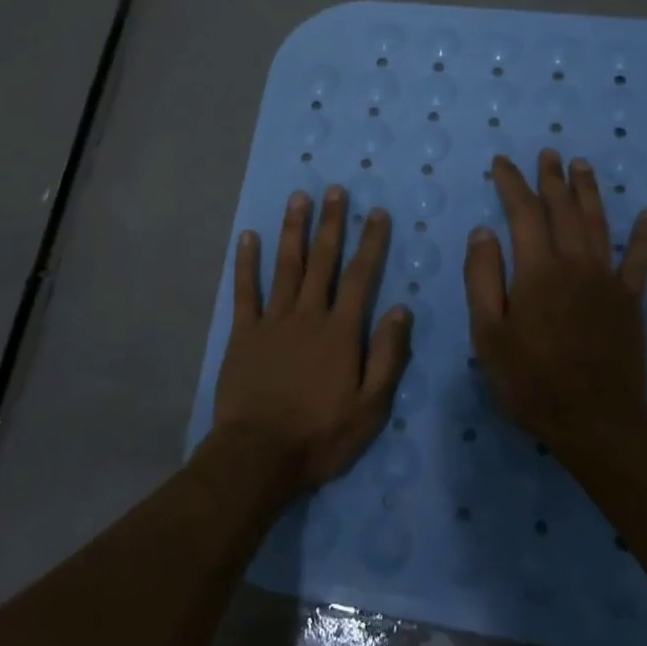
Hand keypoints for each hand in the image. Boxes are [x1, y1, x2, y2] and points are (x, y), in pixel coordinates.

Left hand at [211, 187, 411, 490]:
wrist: (259, 455)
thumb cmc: (320, 436)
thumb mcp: (370, 408)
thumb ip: (387, 356)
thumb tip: (402, 310)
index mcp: (341, 331)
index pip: (361, 276)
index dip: (370, 242)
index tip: (376, 213)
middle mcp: (308, 315)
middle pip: (322, 261)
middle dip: (331, 223)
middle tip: (334, 190)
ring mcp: (273, 320)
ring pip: (286, 265)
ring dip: (293, 230)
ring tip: (298, 198)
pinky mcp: (244, 333)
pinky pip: (245, 290)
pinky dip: (246, 262)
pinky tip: (248, 237)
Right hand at [464, 150, 646, 448]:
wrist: (595, 422)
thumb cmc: (531, 380)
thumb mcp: (488, 333)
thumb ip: (483, 277)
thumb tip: (484, 231)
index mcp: (537, 269)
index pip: (523, 212)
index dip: (512, 183)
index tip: (502, 163)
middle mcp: (575, 263)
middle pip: (563, 210)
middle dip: (552, 178)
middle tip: (547, 154)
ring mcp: (607, 280)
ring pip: (598, 223)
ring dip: (589, 192)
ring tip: (581, 165)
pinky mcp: (630, 301)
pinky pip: (639, 260)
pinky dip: (644, 235)